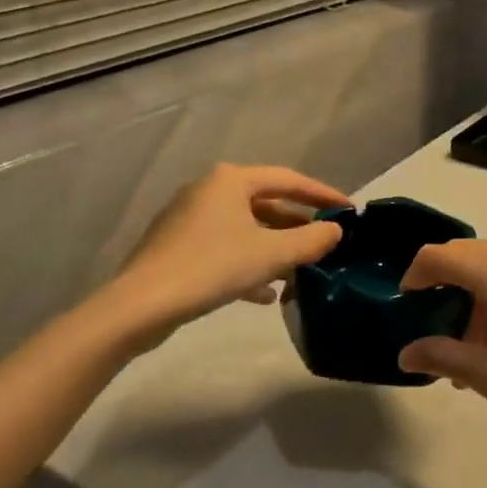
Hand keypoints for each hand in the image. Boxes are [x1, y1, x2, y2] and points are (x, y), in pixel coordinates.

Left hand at [95, 164, 347, 348]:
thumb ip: (310, 240)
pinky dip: (248, 262)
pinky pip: (224, 247)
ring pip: (245, 228)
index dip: (322, 194)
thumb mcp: (271, 254)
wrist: (138, 308)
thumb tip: (336, 230)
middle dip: (297, 225)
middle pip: (266, 203)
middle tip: (325, 240)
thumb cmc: (211, 267)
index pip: (288, 179)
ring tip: (300, 270)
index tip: (348, 209)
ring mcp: (189, 218)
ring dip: (274, 247)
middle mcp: (209, 190)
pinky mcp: (176, 247)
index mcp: (231, 180)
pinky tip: (264, 293)